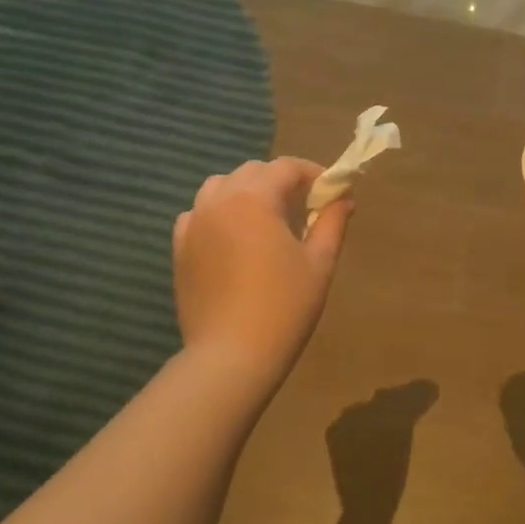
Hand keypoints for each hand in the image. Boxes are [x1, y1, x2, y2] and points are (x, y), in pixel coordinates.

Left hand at [173, 158, 352, 379]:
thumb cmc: (284, 307)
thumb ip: (332, 222)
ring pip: (221, 187)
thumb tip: (344, 197)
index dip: (314, 174)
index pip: (286, 167)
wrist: (231, 356)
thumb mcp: (319, 262)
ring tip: (268, 218)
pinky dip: (220, 213)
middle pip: (253, 172)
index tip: (333, 191)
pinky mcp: (180, 248)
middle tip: (306, 207)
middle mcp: (218, 201)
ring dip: (248, 191)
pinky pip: (199, 214)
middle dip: (282, 181)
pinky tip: (235, 237)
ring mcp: (194, 224)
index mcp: (254, 198)